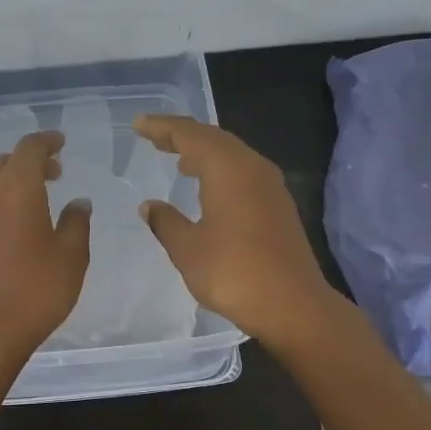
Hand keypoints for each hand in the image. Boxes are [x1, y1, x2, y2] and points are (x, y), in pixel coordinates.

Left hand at [0, 130, 90, 363]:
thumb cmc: (36, 290)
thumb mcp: (71, 257)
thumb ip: (76, 223)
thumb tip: (78, 203)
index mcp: (17, 188)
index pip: (30, 149)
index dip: (47, 142)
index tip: (60, 144)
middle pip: (5, 163)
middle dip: (29, 163)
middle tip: (52, 174)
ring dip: (8, 184)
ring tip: (29, 202)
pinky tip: (6, 229)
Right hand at [134, 114, 339, 349]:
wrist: (292, 304)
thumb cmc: (233, 273)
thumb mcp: (188, 249)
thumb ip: (166, 222)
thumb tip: (150, 206)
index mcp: (228, 169)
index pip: (190, 134)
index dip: (162, 128)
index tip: (139, 124)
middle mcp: (252, 168)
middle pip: (214, 139)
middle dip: (183, 136)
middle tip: (154, 137)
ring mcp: (270, 187)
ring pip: (232, 155)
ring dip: (203, 153)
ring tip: (178, 159)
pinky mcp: (278, 206)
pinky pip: (243, 173)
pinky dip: (220, 171)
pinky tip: (209, 189)